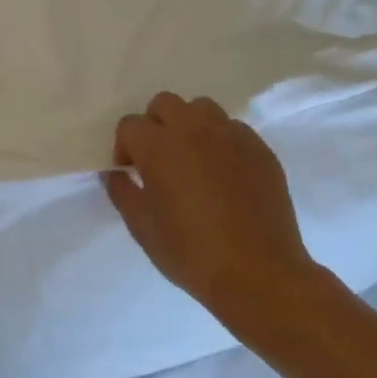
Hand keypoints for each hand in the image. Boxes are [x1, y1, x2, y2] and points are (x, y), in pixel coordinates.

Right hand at [106, 92, 341, 349]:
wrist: (259, 274)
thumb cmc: (191, 252)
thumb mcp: (141, 227)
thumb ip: (122, 192)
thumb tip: (116, 174)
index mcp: (158, 147)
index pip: (129, 125)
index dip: (125, 147)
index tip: (132, 173)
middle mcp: (193, 130)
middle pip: (165, 103)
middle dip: (155, 125)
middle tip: (159, 159)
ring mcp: (231, 136)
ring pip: (202, 108)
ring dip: (189, 125)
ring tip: (193, 159)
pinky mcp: (260, 149)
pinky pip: (233, 129)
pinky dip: (221, 141)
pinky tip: (223, 173)